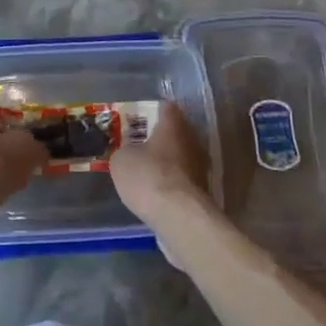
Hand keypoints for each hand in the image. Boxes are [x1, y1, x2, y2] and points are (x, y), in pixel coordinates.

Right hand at [111, 105, 212, 232]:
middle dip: (160, 139)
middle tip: (140, 146)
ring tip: (148, 173)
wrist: (179, 217)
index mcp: (173, 125)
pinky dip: (173, 184)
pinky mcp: (204, 192)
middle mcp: (192, 140)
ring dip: (168, 163)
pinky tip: (158, 194)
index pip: (166, 108)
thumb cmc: (148, 177)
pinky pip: (184, 180)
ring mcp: (202, 167)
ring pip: (182, 157)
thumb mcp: (121, 160)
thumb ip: (125, 150)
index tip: (138, 121)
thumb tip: (129, 153)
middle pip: (176, 132)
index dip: (151, 112)